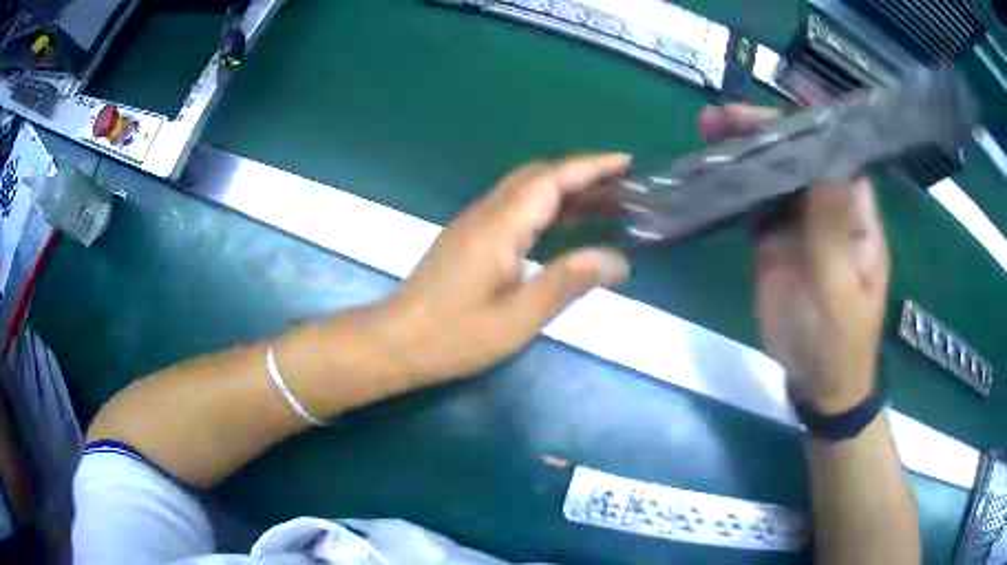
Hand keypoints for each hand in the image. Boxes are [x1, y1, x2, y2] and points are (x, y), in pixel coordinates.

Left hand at [376, 155, 631, 382]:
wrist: (394, 342)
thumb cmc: (453, 337)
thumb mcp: (517, 319)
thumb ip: (566, 283)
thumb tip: (617, 260)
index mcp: (499, 228)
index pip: (551, 180)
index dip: (591, 166)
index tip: (626, 161)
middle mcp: (485, 214)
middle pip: (537, 176)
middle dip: (582, 173)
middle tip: (622, 184)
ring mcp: (473, 224)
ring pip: (524, 189)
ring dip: (564, 188)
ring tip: (605, 201)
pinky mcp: (467, 237)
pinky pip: (513, 206)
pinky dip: (545, 205)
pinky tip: (563, 224)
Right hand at [699, 105, 890, 412]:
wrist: (816, 384)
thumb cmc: (839, 342)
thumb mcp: (839, 288)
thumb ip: (831, 228)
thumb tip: (824, 160)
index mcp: (855, 214)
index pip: (838, 154)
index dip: (811, 124)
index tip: (777, 101)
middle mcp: (828, 209)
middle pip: (799, 156)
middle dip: (765, 131)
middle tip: (724, 118)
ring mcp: (798, 224)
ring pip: (772, 175)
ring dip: (743, 151)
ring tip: (707, 130)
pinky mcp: (772, 241)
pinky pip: (752, 204)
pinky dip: (732, 186)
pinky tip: (708, 168)